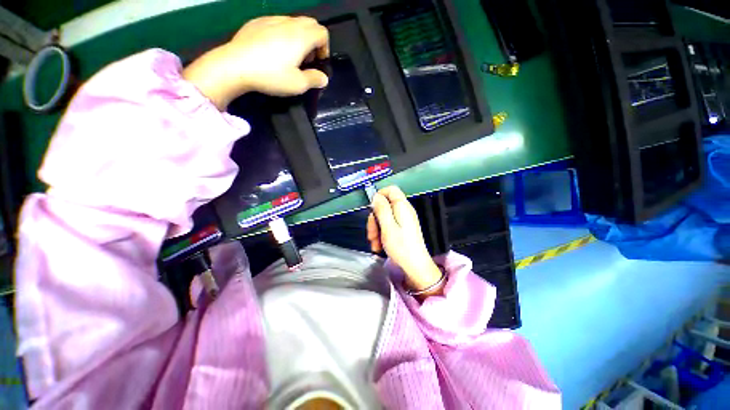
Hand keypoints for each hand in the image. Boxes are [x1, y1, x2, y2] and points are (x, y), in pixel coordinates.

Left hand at [183, 16, 329, 109]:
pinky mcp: (257, 22)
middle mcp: (288, 23)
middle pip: (310, 23)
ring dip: (299, 36)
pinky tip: (274, 49)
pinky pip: (277, 22)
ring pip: (293, 21)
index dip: (325, 48)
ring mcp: (271, 20)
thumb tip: (324, 78)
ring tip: (291, 55)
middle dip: (314, 40)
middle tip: (307, 59)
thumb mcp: (298, 84)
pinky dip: (283, 33)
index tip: (319, 62)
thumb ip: (314, 80)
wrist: (235, 65)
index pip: (322, 33)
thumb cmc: (271, 76)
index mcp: (301, 37)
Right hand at [367, 186, 442, 293]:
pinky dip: (381, 234)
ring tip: (374, 244)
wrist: (415, 266)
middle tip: (371, 234)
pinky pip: (388, 226)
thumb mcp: (387, 227)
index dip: (379, 195)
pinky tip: (378, 245)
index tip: (371, 209)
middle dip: (374, 219)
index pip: (391, 189)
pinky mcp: (402, 229)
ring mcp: (403, 220)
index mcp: (402, 207)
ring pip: (384, 217)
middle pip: (384, 206)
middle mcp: (404, 211)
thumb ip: (381, 209)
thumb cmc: (401, 246)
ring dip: (376, 229)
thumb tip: (376, 196)